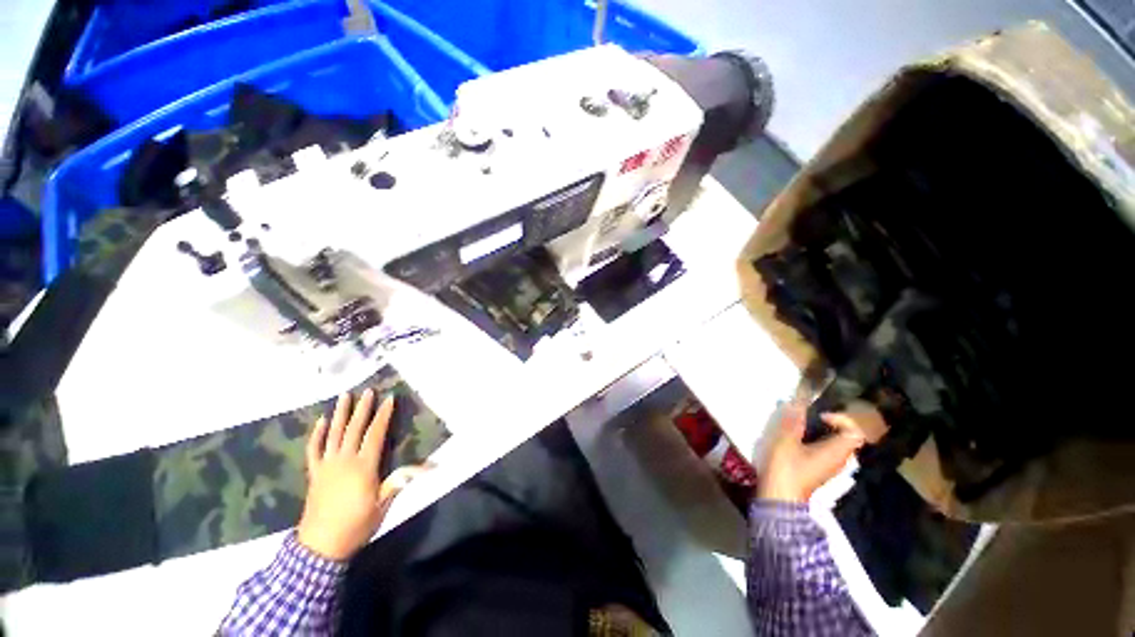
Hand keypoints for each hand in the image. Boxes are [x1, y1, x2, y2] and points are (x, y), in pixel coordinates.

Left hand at [297, 389, 426, 560]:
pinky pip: (314, 450)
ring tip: (344, 396)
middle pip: (354, 429)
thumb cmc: (357, 524)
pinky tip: (320, 422)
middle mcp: (344, 460)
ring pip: (333, 434)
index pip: (375, 434)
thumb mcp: (383, 505)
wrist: (320, 546)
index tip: (389, 399)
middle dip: (363, 408)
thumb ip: (400, 481)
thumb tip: (429, 466)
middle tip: (368, 391)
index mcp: (364, 466)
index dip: (383, 415)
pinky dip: (316, 435)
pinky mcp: (314, 474)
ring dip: (339, 414)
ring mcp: (327, 466)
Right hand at [757, 403, 872, 503]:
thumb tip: (798, 401)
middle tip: (808, 414)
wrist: (779, 496)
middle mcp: (838, 458)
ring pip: (833, 442)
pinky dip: (814, 438)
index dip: (841, 419)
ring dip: (819, 429)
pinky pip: (824, 448)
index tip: (819, 416)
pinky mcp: (817, 469)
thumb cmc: (786, 468)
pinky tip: (795, 437)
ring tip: (798, 423)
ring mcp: (828, 465)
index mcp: (836, 451)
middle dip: (829, 422)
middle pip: (845, 436)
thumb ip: (793, 420)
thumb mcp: (786, 440)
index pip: (855, 432)